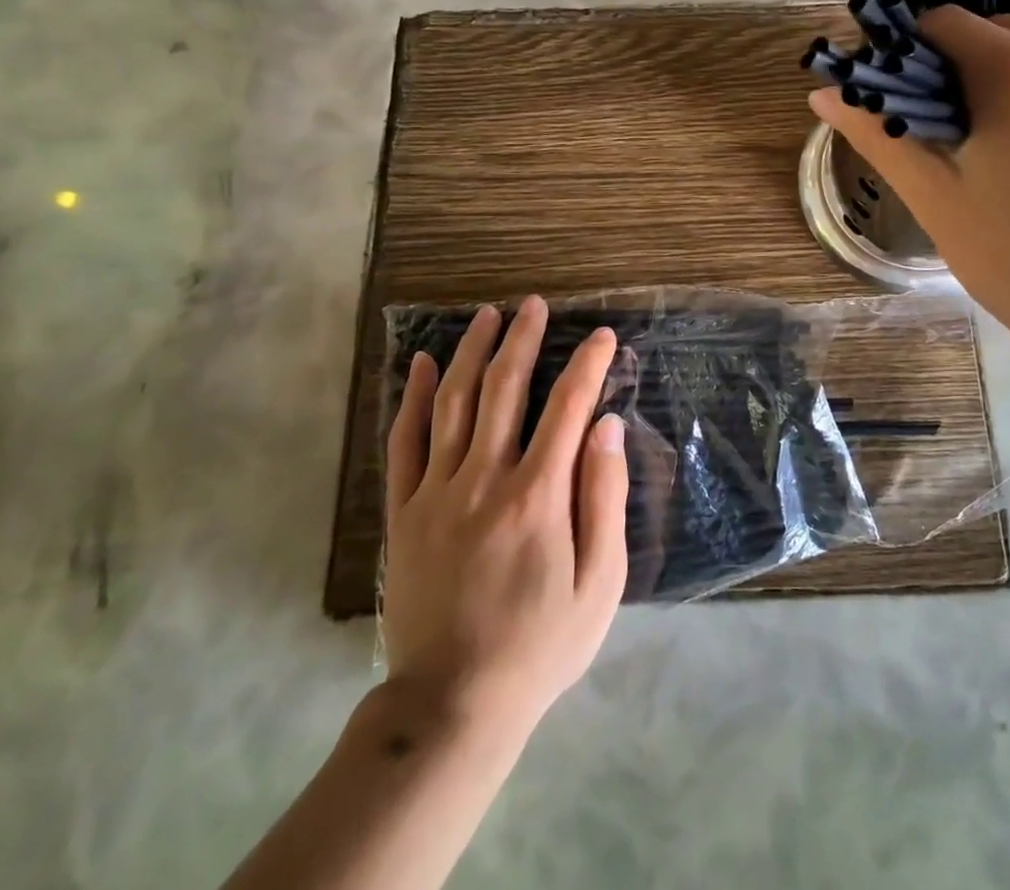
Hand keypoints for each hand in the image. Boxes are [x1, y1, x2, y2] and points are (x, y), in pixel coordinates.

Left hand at [382, 297, 629, 747]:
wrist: (452, 704)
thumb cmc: (540, 644)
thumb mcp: (600, 584)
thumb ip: (604, 499)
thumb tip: (606, 426)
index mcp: (537, 495)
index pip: (567, 407)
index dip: (587, 364)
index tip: (602, 336)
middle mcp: (484, 479)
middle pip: (504, 389)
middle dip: (523, 339)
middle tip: (533, 305)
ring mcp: (436, 492)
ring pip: (453, 403)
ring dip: (471, 352)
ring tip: (487, 315)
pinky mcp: (403, 512)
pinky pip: (405, 442)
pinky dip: (413, 397)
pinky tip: (421, 364)